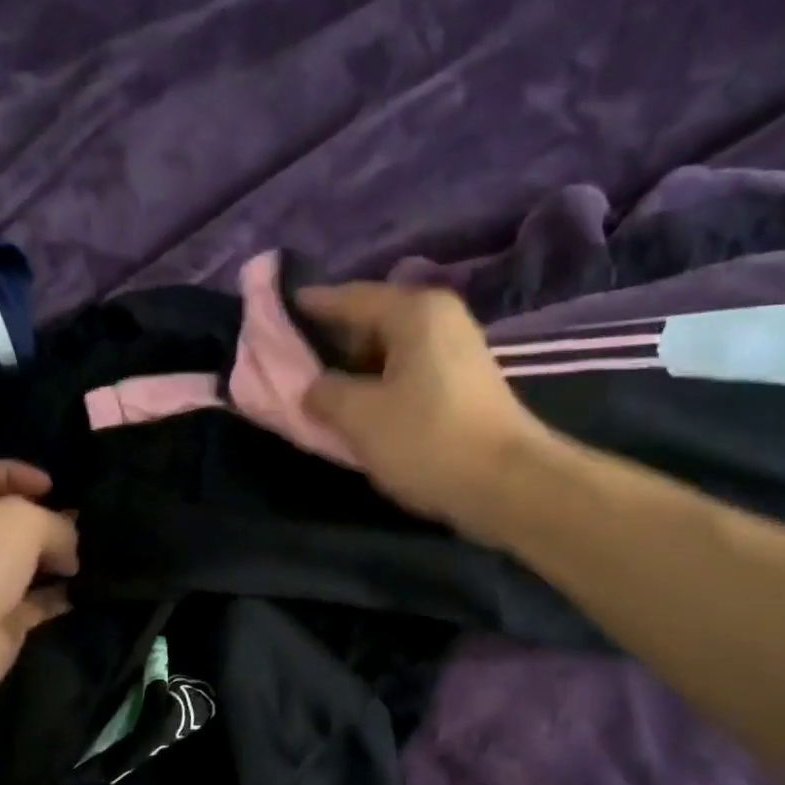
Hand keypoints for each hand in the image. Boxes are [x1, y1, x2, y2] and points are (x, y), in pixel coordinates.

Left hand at [0, 459, 78, 709]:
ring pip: (23, 563)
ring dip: (56, 559)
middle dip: (44, 519)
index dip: (15, 472)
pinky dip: (60, 596)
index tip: (54, 484)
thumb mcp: (23, 520)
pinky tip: (88, 589)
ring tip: (94, 554)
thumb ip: (55, 524)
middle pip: (5, 521)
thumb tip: (68, 550)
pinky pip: (36, 603)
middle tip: (83, 522)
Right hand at [299, 283, 545, 542]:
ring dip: (356, 371)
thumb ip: (324, 393)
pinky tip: (361, 411)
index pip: (349, 297)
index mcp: (415, 312)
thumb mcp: (359, 416)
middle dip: (332, 344)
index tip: (277, 312)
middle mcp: (440, 321)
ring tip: (321, 392)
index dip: (310, 306)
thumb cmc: (427, 440)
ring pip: (390, 353)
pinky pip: (409, 376)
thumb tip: (313, 389)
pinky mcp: (464, 387)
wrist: (507, 486)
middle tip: (294, 363)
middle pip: (371, 322)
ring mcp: (458, 353)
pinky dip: (381, 388)